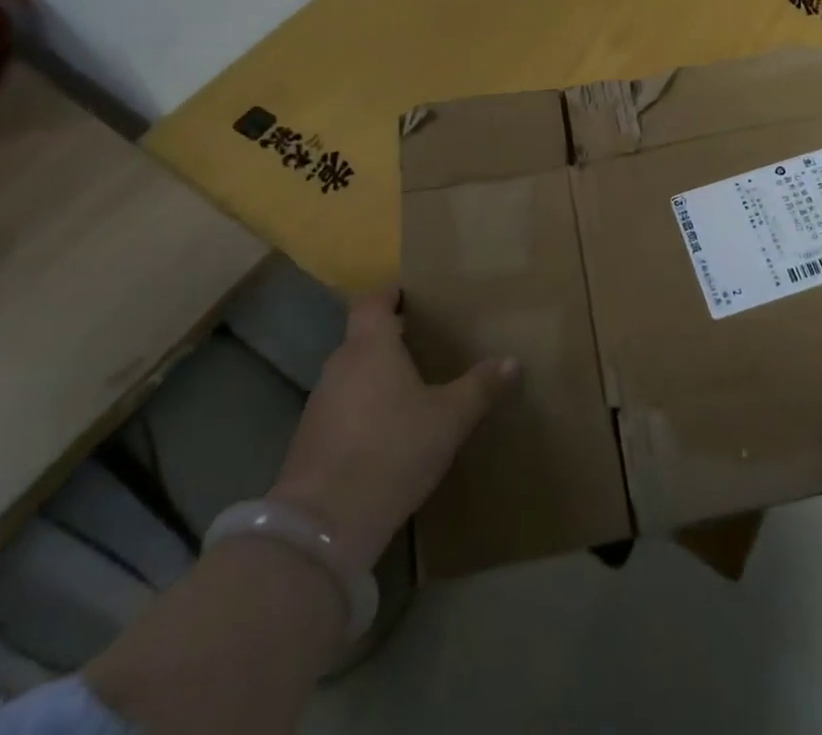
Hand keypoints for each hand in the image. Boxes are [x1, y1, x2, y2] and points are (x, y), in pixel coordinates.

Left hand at [268, 288, 516, 567]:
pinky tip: (387, 433)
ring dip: (376, 377)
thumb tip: (512, 361)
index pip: (372, 302)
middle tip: (426, 345)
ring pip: (352, 375)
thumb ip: (480, 387)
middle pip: (362, 338)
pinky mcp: (309, 442)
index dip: (390, 295)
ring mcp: (319, 404)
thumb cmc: (392, 450)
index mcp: (370, 345)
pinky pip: (342, 409)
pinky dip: (363, 411)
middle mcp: (340, 365)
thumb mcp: (449, 419)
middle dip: (391, 339)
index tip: (412, 297)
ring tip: (411, 389)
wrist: (322, 526)